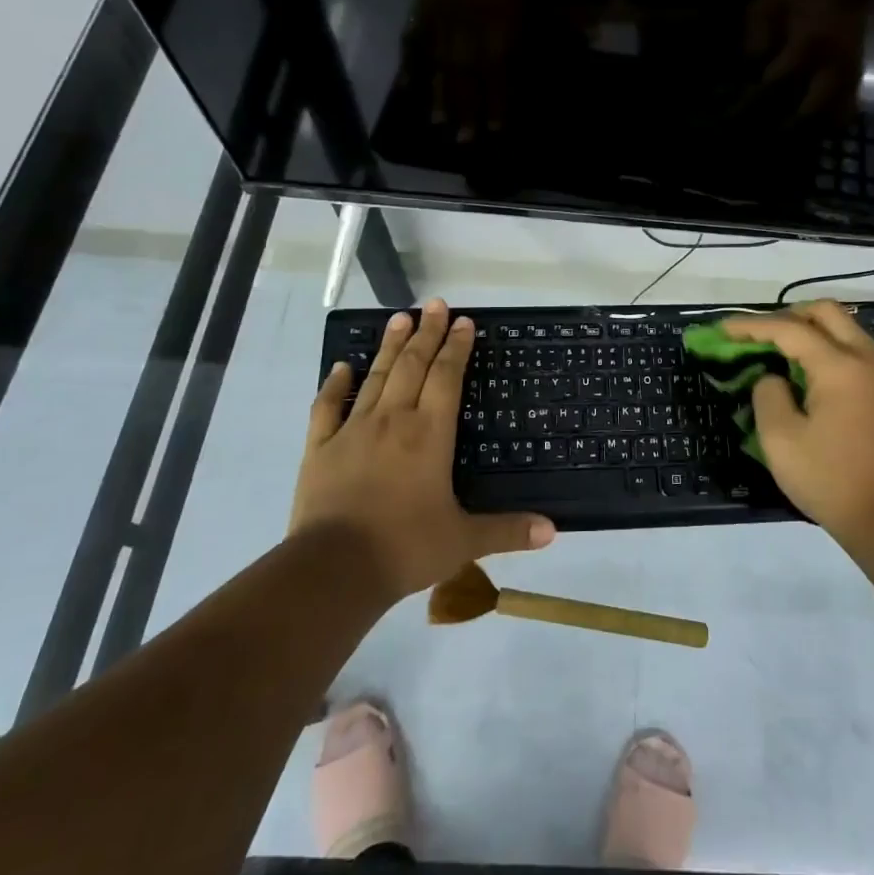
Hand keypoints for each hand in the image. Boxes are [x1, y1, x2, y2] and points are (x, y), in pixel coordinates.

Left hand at [292, 299, 555, 599]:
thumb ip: (508, 530)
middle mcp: (393, 420)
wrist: (333, 570)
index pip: (447, 377)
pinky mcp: (320, 448)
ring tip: (398, 318)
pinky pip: (327, 407)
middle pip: (412, 366)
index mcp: (429, 434)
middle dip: (426, 333)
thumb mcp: (464, 540)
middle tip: (434, 304)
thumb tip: (553, 531)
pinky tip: (342, 367)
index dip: (457, 347)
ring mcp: (353, 430)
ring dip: (389, 346)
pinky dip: (335, 385)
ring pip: (375, 377)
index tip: (463, 321)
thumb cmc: (405, 548)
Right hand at [719, 301, 873, 546]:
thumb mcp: (780, 440)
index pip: (789, 329)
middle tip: (759, 336)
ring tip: (780, 353)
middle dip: (787, 315)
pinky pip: (855, 351)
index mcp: (839, 367)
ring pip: (845, 329)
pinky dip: (828, 349)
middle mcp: (866, 359)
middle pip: (826, 312)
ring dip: (810, 330)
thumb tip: (774, 378)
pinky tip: (807, 374)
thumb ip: (768, 395)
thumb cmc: (830, 479)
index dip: (752, 326)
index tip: (723, 329)